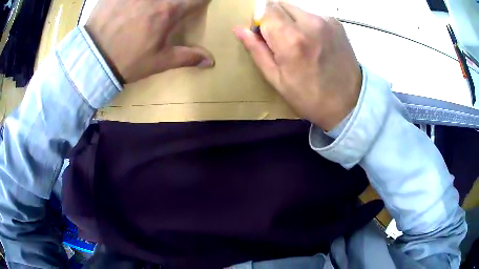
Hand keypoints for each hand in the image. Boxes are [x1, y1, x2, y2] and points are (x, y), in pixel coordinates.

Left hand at [86, 0, 214, 83]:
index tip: (198, 5)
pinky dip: (134, 0)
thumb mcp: (158, 62)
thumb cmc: (127, 61)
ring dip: (158, 1)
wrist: (92, 60)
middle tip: (169, 9)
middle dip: (178, 1)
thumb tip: (211, 61)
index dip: (202, 1)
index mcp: (169, 11)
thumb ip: (187, 57)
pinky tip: (134, 5)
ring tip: (151, 9)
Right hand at [234, 2, 361, 130]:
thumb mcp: (277, 79)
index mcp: (292, 39)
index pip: (265, 9)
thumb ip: (257, 50)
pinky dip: (307, 24)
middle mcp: (310, 23)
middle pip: (280, 5)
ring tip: (301, 43)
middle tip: (282, 40)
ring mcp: (326, 21)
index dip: (261, 20)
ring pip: (296, 9)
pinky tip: (315, 42)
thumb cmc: (310, 97)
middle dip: (275, 18)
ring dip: (291, 21)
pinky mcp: (337, 23)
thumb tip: (239, 29)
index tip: (265, 36)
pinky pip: (312, 15)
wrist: (349, 102)